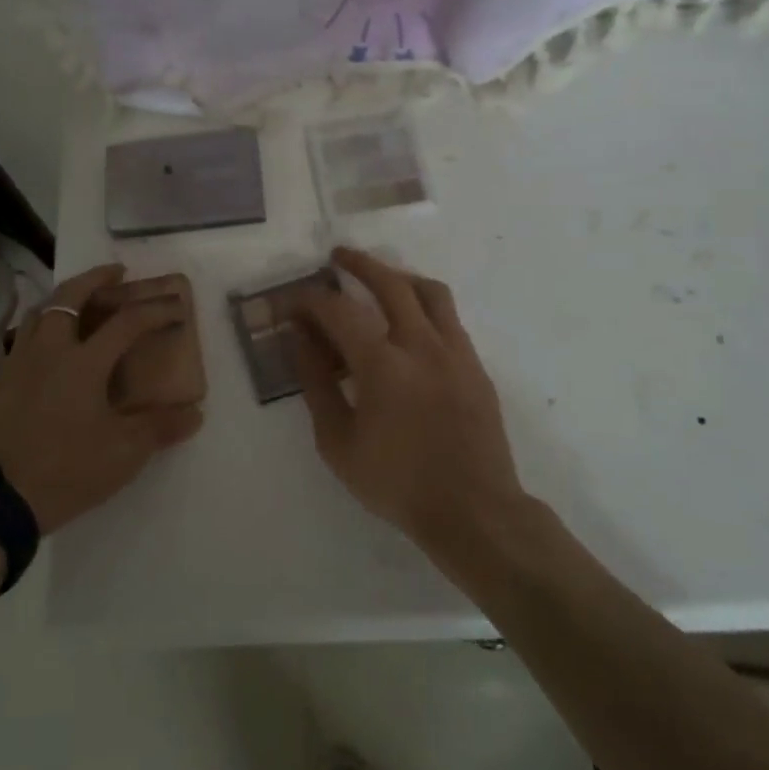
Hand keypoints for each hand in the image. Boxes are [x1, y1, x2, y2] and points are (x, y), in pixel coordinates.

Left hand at [0, 263, 202, 533]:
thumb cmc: (65, 470)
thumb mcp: (122, 454)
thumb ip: (159, 428)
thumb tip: (195, 413)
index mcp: (83, 362)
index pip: (126, 322)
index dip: (154, 311)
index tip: (174, 308)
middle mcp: (49, 350)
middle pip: (70, 296)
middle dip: (96, 278)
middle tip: (115, 273)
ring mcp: (18, 363)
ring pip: (39, 312)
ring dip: (63, 297)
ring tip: (79, 299)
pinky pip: (22, 338)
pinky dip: (41, 327)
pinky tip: (48, 346)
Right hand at [293, 248, 526, 551]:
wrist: (474, 512)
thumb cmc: (397, 483)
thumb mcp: (338, 442)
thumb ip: (317, 385)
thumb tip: (299, 341)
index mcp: (383, 364)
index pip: (338, 310)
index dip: (310, 300)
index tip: (293, 302)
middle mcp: (422, 345)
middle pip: (390, 283)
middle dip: (359, 264)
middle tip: (337, 258)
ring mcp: (455, 352)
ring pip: (429, 291)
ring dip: (399, 276)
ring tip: (380, 279)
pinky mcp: (475, 366)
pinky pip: (449, 318)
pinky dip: (424, 305)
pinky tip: (410, 324)